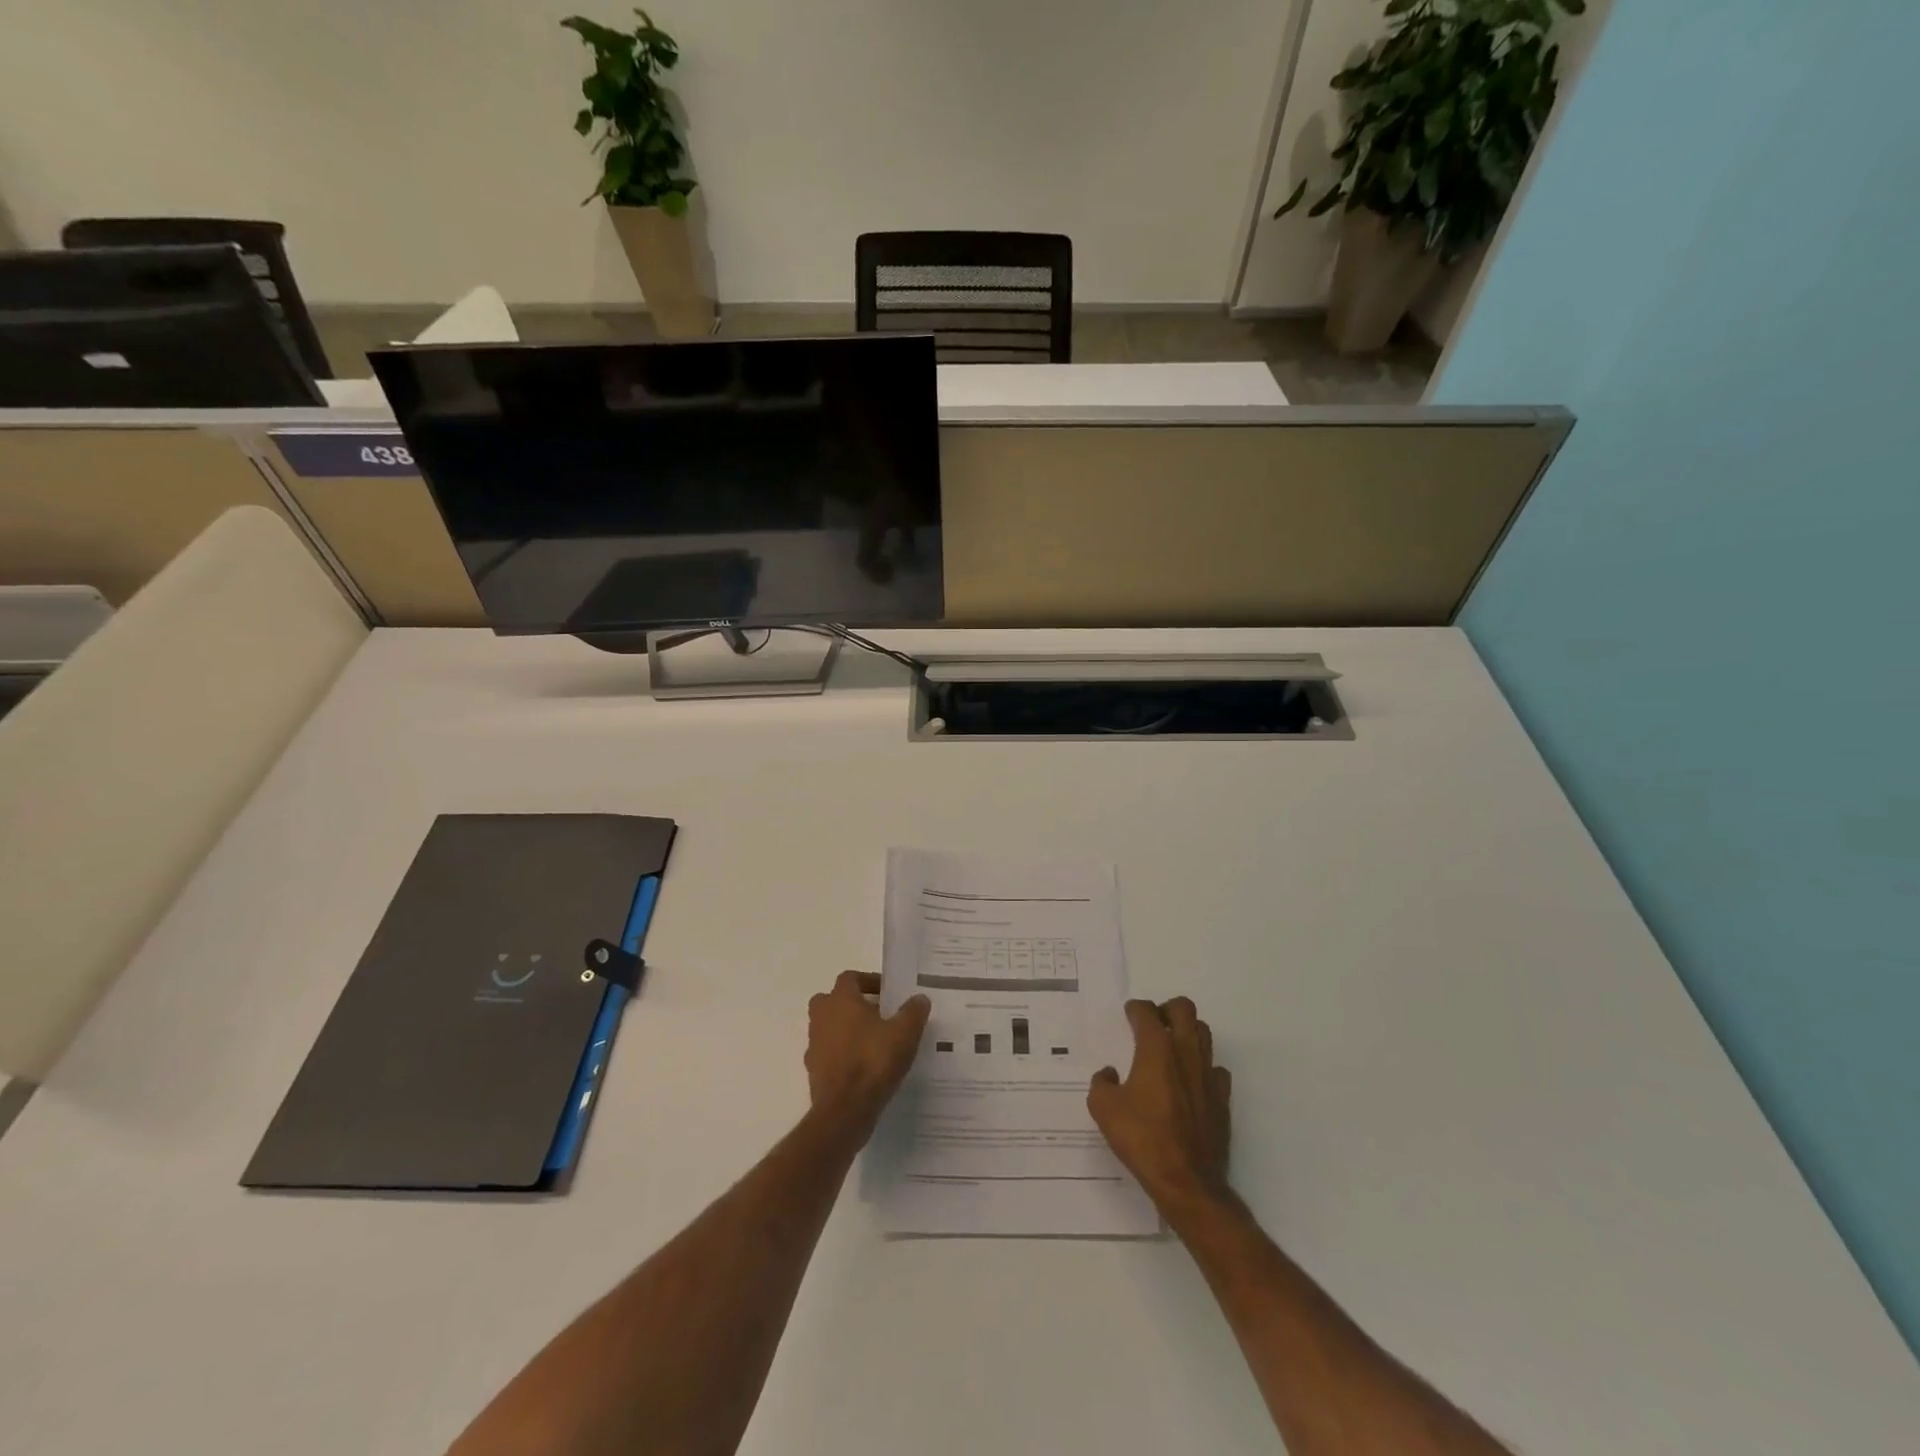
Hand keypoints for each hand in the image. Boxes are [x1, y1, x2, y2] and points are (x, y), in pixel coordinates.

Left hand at [805, 971, 929, 1134]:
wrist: (844, 1110)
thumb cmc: (873, 1061)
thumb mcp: (904, 1033)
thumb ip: (913, 1012)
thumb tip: (920, 998)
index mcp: (840, 1000)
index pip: (850, 978)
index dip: (869, 981)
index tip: (888, 992)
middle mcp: (822, 1017)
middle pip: (832, 1000)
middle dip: (852, 1004)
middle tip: (877, 1014)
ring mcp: (814, 1045)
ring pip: (829, 1027)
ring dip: (847, 1029)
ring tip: (874, 1042)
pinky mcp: (814, 1071)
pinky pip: (829, 1053)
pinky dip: (843, 1054)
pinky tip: (864, 1067)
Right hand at [1088, 997, 1231, 1217]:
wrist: (1187, 1182)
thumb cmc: (1143, 1139)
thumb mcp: (1103, 1109)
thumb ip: (1101, 1083)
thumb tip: (1110, 1073)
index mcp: (1156, 1049)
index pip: (1146, 1011)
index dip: (1135, 1009)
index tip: (1128, 1015)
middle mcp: (1185, 1052)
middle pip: (1184, 1009)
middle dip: (1167, 1009)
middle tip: (1153, 1025)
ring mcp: (1208, 1074)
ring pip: (1204, 1033)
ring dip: (1187, 1032)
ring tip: (1171, 1048)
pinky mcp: (1222, 1097)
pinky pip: (1215, 1068)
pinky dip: (1203, 1066)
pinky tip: (1190, 1081)